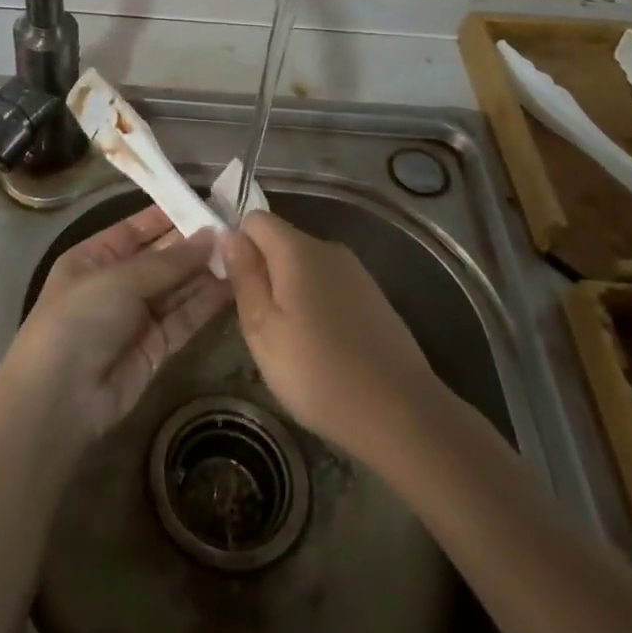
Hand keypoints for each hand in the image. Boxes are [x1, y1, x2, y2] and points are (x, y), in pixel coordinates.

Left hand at [1, 205, 233, 448]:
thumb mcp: (119, 279)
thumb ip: (168, 261)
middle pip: (161, 258)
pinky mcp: (157, 347)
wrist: (60, 398)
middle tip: (236, 229)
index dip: (168, 216)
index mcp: (94, 258)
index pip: (135, 229)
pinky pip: (185, 318)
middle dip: (193, 244)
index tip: (205, 203)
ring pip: (177, 288)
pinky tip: (234, 285)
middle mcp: (116, 283)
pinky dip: (206, 303)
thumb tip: (210, 236)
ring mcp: (137, 317)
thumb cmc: (80, 319)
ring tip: (243, 253)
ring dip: (205, 272)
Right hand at [220, 211, 439, 467]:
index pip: (255, 219)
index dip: (237, 244)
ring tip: (289, 340)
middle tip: (257, 322)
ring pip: (305, 266)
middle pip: (281, 242)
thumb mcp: (262, 330)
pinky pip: (330, 285)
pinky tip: (321, 347)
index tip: (233, 284)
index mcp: (298, 250)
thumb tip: (229, 234)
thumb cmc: (318, 373)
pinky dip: (316, 304)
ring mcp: (356, 272)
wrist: (402, 413)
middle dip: (263, 271)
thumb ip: (244, 276)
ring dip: (289, 291)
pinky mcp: (374, 297)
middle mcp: (328, 249)